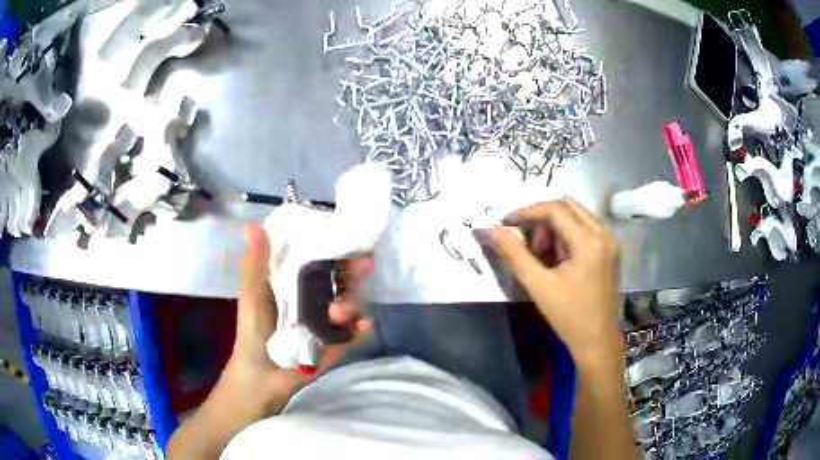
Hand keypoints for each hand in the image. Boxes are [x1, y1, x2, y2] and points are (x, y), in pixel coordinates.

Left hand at [168, 225, 372, 458]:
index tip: (348, 239)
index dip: (334, 248)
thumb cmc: (252, 334)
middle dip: (352, 274)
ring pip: (350, 304)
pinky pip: (353, 333)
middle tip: (361, 267)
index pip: (319, 259)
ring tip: (339, 312)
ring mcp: (326, 323)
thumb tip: (253, 225)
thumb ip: (254, 265)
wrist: (260, 378)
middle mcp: (314, 300)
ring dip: (352, 303)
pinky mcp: (335, 344)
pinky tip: (363, 326)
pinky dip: (360, 328)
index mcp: (293, 284)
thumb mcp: (251, 297)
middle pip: (341, 280)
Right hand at [478, 199, 622, 368]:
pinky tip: (556, 259)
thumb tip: (486, 230)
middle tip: (526, 239)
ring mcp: (609, 242)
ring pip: (576, 216)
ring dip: (554, 226)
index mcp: (589, 240)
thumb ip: (512, 253)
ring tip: (541, 254)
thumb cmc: (569, 316)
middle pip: (567, 206)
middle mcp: (603, 233)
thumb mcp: (538, 285)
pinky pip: (584, 229)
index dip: (526, 212)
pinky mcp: (608, 252)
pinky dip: (566, 235)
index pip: (554, 210)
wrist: (597, 342)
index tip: (505, 223)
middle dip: (542, 217)